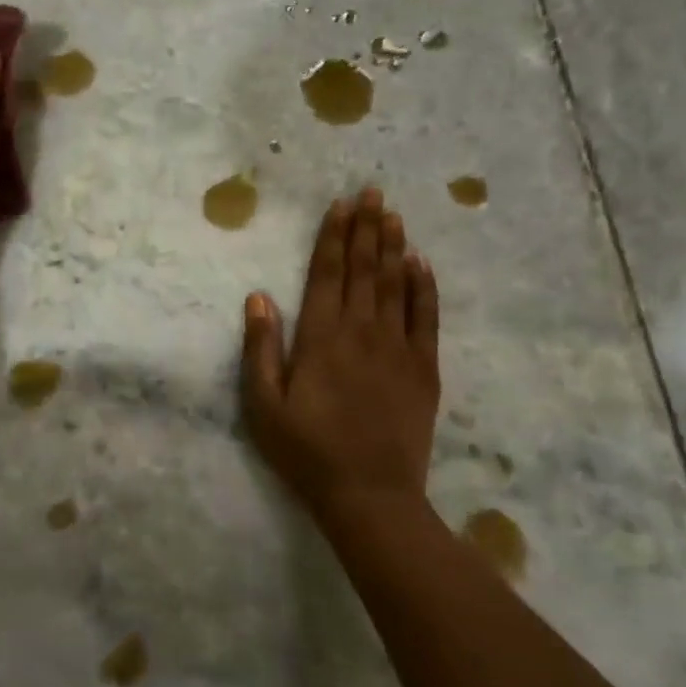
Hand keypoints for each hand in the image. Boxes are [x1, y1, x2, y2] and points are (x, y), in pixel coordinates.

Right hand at [240, 189, 441, 525]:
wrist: (370, 494)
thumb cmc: (306, 451)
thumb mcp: (263, 406)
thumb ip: (260, 348)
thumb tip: (258, 297)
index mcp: (321, 338)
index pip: (327, 274)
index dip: (333, 237)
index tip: (340, 205)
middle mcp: (361, 332)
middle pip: (364, 269)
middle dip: (366, 228)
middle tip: (372, 192)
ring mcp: (398, 348)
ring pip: (396, 285)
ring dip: (393, 247)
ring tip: (394, 215)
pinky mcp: (423, 369)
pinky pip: (426, 318)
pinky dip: (424, 287)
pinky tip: (421, 264)